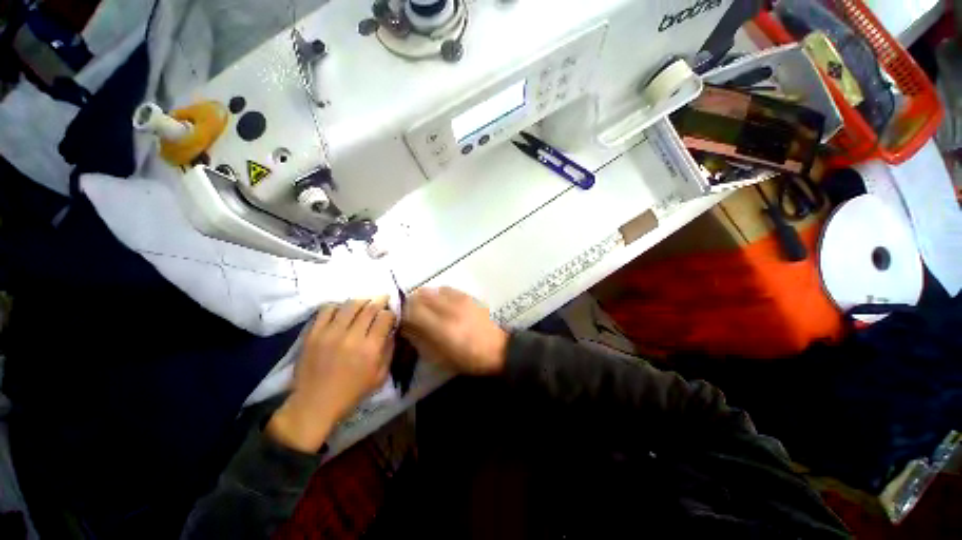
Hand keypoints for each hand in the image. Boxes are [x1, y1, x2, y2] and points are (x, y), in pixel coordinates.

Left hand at [268, 298, 395, 452]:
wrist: (314, 404)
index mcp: (370, 349)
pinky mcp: (313, 333)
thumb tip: (391, 330)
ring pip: (350, 305)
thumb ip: (389, 350)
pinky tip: (342, 311)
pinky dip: (338, 306)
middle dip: (379, 301)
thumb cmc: (352, 392)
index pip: (385, 317)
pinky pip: (327, 309)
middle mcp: (351, 337)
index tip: (390, 315)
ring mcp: (330, 333)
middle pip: (370, 307)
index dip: (390, 313)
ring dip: (361, 301)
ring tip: (364, 304)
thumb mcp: (380, 376)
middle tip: (382, 300)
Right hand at [401, 287, 507, 375]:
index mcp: (442, 328)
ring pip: (433, 290)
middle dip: (411, 302)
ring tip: (425, 307)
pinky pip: (447, 289)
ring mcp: (460, 300)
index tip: (403, 320)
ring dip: (424, 296)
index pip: (413, 311)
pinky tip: (441, 302)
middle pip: (421, 295)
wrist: (497, 349)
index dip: (404, 314)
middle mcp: (449, 309)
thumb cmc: (468, 359)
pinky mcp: (468, 297)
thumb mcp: (441, 358)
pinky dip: (438, 294)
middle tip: (411, 312)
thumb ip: (421, 340)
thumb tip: (406, 327)